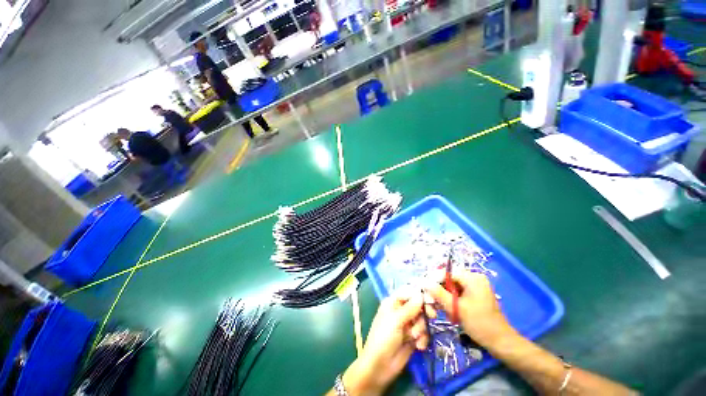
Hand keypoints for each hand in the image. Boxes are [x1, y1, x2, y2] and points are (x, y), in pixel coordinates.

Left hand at [342, 291, 429, 394]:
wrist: (380, 367)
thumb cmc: (383, 338)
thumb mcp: (395, 320)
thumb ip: (409, 308)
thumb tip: (420, 295)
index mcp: (393, 303)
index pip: (408, 292)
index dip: (419, 294)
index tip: (430, 300)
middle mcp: (400, 311)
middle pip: (418, 305)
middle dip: (424, 312)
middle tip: (432, 316)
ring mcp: (407, 325)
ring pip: (422, 320)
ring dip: (421, 328)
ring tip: (414, 337)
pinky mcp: (413, 338)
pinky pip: (424, 333)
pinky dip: (423, 339)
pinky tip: (419, 346)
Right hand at [424, 270, 511, 347]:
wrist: (501, 342)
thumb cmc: (480, 324)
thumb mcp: (456, 308)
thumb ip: (439, 293)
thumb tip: (424, 282)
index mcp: (472, 277)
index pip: (446, 272)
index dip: (433, 279)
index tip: (423, 288)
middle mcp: (474, 278)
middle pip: (449, 279)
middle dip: (438, 290)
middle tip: (430, 302)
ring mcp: (475, 286)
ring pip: (452, 286)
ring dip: (444, 296)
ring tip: (437, 308)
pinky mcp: (475, 294)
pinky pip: (458, 292)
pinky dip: (451, 300)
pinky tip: (448, 310)